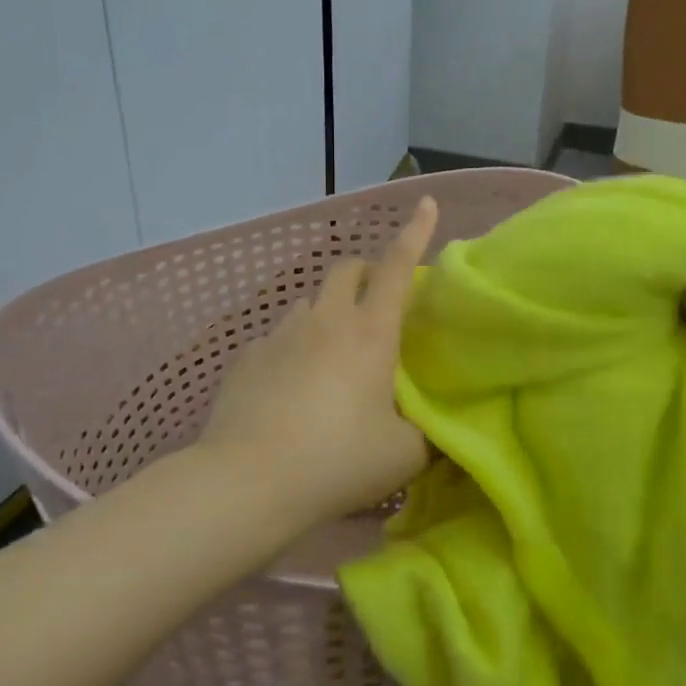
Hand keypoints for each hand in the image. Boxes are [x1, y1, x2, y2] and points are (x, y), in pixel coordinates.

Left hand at [198, 196, 438, 523]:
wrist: (248, 483)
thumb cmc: (338, 461)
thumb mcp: (405, 455)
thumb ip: (429, 434)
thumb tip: (437, 428)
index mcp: (370, 333)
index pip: (397, 267)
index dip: (415, 232)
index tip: (425, 202)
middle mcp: (325, 320)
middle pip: (346, 269)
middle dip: (365, 272)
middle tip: (376, 305)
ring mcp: (280, 334)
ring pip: (310, 303)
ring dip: (328, 314)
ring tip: (332, 358)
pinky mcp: (247, 357)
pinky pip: (278, 338)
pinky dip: (294, 349)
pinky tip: (290, 390)